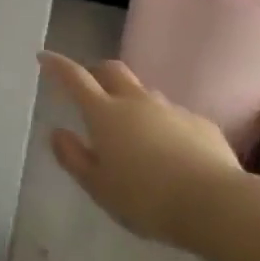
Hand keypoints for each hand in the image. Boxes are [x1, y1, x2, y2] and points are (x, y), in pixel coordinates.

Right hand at [39, 52, 245, 247]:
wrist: (215, 203)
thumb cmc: (146, 199)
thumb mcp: (98, 187)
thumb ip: (74, 158)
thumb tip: (57, 132)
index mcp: (106, 114)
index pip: (75, 78)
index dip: (57, 65)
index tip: (44, 56)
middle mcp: (137, 102)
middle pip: (112, 71)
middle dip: (95, 71)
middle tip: (88, 86)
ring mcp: (171, 109)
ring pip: (144, 92)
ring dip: (130, 100)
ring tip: (129, 128)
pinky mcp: (200, 123)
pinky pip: (173, 115)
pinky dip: (161, 123)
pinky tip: (168, 151)